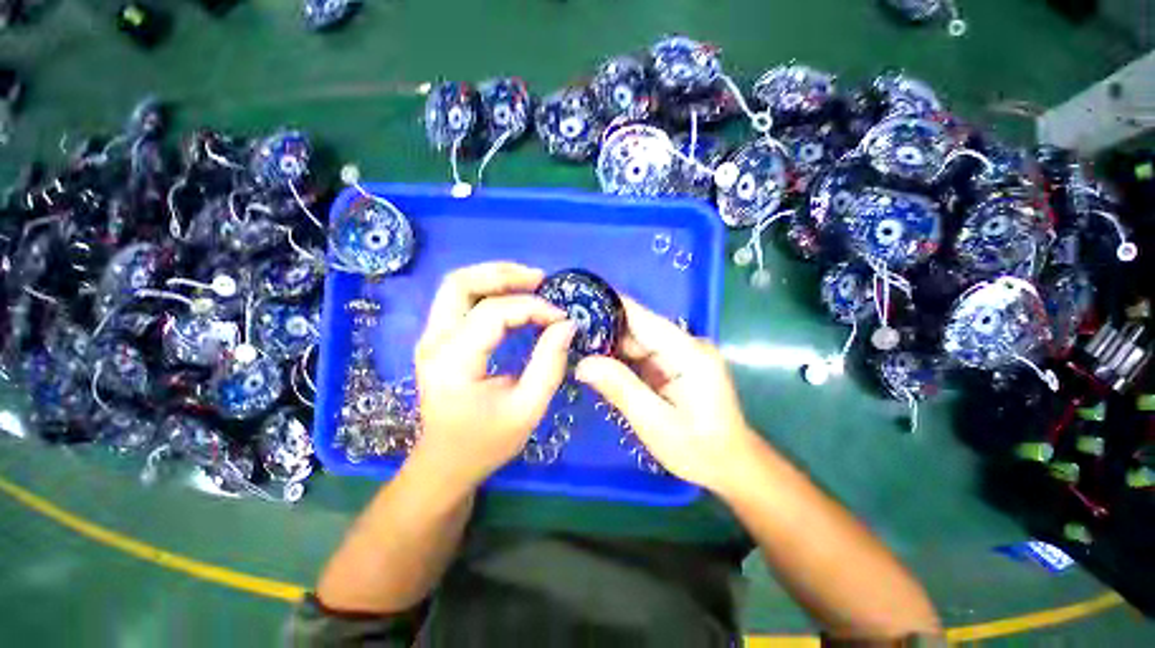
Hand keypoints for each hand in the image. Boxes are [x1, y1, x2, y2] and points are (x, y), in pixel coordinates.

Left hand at [413, 262, 575, 487]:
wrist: (446, 462)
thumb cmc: (486, 442)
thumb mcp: (527, 409)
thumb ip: (549, 364)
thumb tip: (567, 325)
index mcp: (453, 361)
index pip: (493, 313)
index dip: (532, 307)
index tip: (561, 318)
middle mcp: (434, 341)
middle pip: (461, 283)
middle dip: (504, 274)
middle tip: (540, 279)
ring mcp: (431, 337)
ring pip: (457, 285)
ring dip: (495, 277)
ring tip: (530, 282)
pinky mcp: (438, 338)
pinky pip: (460, 299)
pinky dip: (489, 290)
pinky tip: (513, 296)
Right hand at [574, 298, 758, 492]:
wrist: (732, 466)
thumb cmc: (698, 449)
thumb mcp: (654, 423)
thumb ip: (620, 388)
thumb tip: (582, 363)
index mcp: (688, 353)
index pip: (642, 318)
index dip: (609, 306)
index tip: (576, 302)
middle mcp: (686, 345)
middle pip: (637, 329)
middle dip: (603, 332)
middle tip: (566, 337)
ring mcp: (682, 354)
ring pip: (637, 342)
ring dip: (609, 347)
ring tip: (575, 349)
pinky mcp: (676, 365)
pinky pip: (642, 356)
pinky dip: (621, 361)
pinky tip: (599, 365)